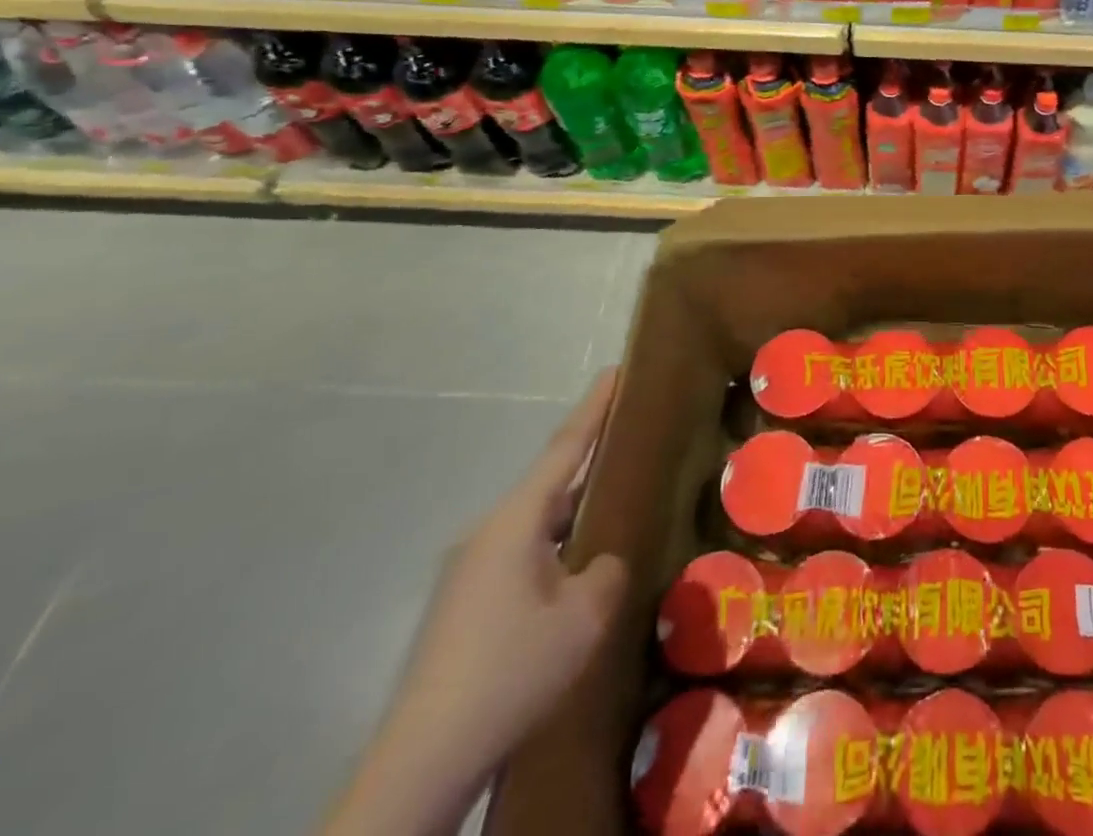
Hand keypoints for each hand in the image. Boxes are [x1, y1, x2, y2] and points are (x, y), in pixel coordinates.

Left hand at [322, 372, 627, 835]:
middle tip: (631, 444)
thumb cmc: (512, 669)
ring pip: (535, 525)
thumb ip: (606, 571)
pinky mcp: (462, 606)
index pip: (563, 449)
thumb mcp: (584, 616)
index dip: (594, 409)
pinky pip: (521, 556)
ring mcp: (468, 571)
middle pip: (549, 485)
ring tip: (613, 512)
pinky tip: (574, 576)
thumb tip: (599, 563)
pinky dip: (554, 549)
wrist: (423, 760)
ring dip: (573, 514)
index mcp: (514, 522)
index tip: (614, 370)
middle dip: (590, 463)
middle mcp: (486, 534)